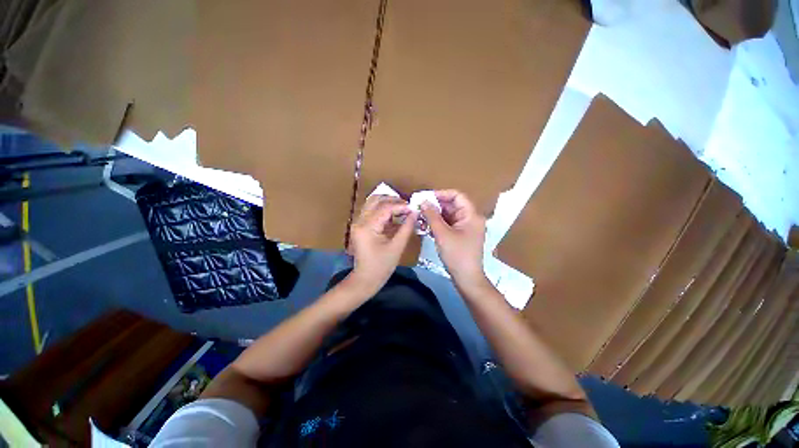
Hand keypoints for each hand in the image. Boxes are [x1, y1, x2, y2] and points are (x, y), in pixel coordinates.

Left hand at [348, 195, 417, 294]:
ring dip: (387, 202)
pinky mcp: (360, 226)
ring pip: (372, 203)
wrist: (365, 278)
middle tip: (408, 206)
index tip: (413, 208)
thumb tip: (415, 213)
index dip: (400, 206)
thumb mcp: (397, 247)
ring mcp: (358, 223)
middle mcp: (359, 221)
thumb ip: (406, 228)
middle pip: (376, 200)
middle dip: (393, 200)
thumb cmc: (382, 266)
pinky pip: (372, 211)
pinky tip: (395, 214)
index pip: (385, 208)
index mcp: (367, 227)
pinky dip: (383, 209)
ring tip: (402, 208)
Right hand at [420, 190, 488, 290]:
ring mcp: (466, 227)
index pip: (457, 196)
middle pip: (452, 205)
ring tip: (420, 215)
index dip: (441, 194)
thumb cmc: (457, 255)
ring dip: (435, 215)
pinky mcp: (460, 235)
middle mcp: (470, 218)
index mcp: (471, 215)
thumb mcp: (442, 234)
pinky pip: (448, 224)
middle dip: (436, 205)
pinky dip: (438, 223)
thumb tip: (423, 202)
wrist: (467, 278)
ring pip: (449, 215)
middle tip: (420, 206)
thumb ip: (432, 216)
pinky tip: (426, 225)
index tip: (426, 197)